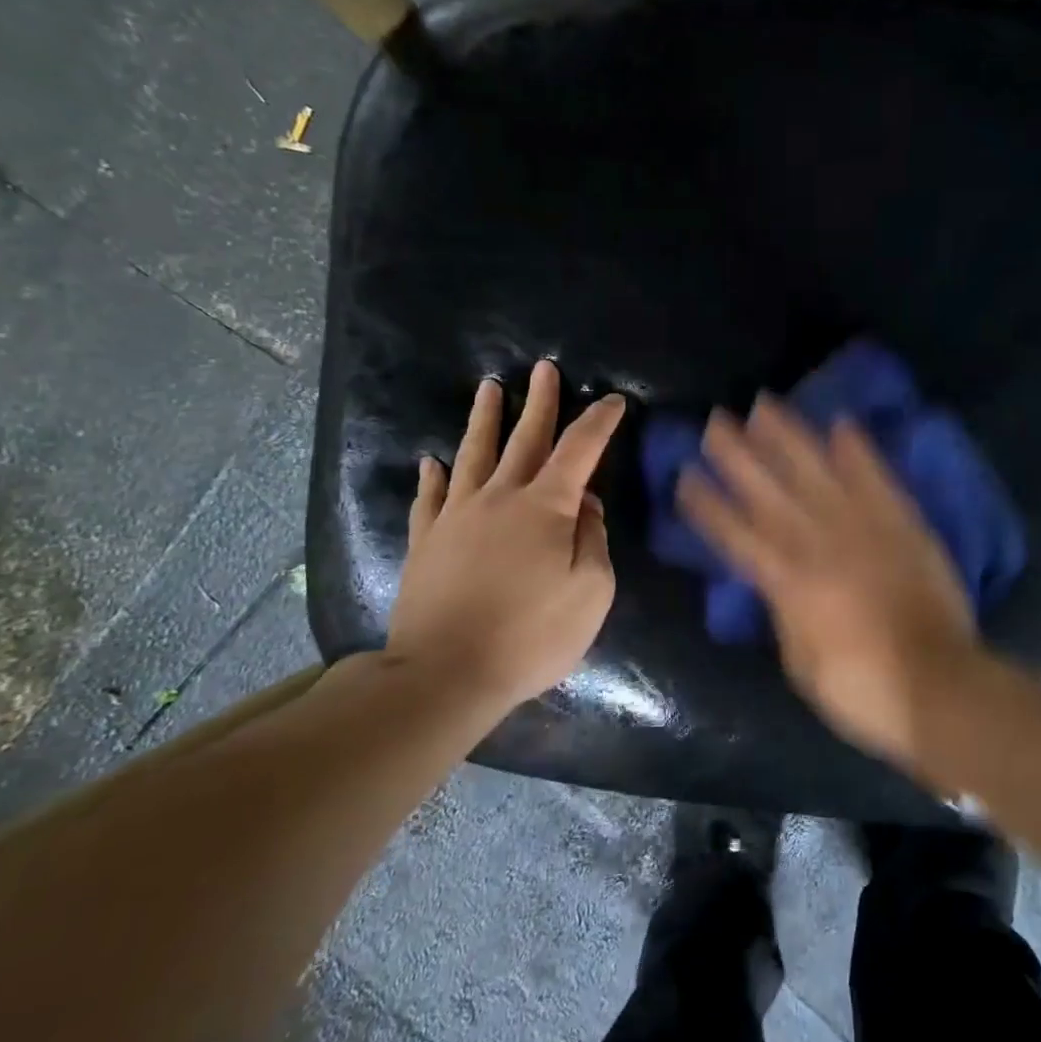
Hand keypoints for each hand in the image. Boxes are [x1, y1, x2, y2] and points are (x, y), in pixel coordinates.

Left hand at [385, 360, 625, 714]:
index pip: (580, 450)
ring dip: (485, 419)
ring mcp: (457, 516)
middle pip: (524, 438)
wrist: (446, 673)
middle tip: (544, 368)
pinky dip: (434, 475)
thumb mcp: (591, 592)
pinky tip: (433, 461)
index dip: (599, 422)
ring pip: (473, 454)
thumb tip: (585, 506)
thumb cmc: (531, 635)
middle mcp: (500, 497)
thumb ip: (593, 540)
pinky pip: (430, 497)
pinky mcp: (427, 541)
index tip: (613, 401)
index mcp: (546, 507)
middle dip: (540, 401)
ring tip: (489, 389)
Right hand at [676, 394, 989, 770]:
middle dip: (738, 455)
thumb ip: (784, 613)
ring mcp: (864, 528)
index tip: (686, 475)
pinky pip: (877, 479)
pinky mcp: (903, 524)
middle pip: (770, 491)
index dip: (708, 505)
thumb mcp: (802, 663)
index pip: (737, 535)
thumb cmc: (863, 690)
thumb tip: (776, 582)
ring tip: (765, 406)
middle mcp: (820, 544)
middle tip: (715, 421)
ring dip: (789, 437)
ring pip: (817, 472)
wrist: (940, 686)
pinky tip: (842, 423)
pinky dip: (859, 450)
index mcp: (789, 583)